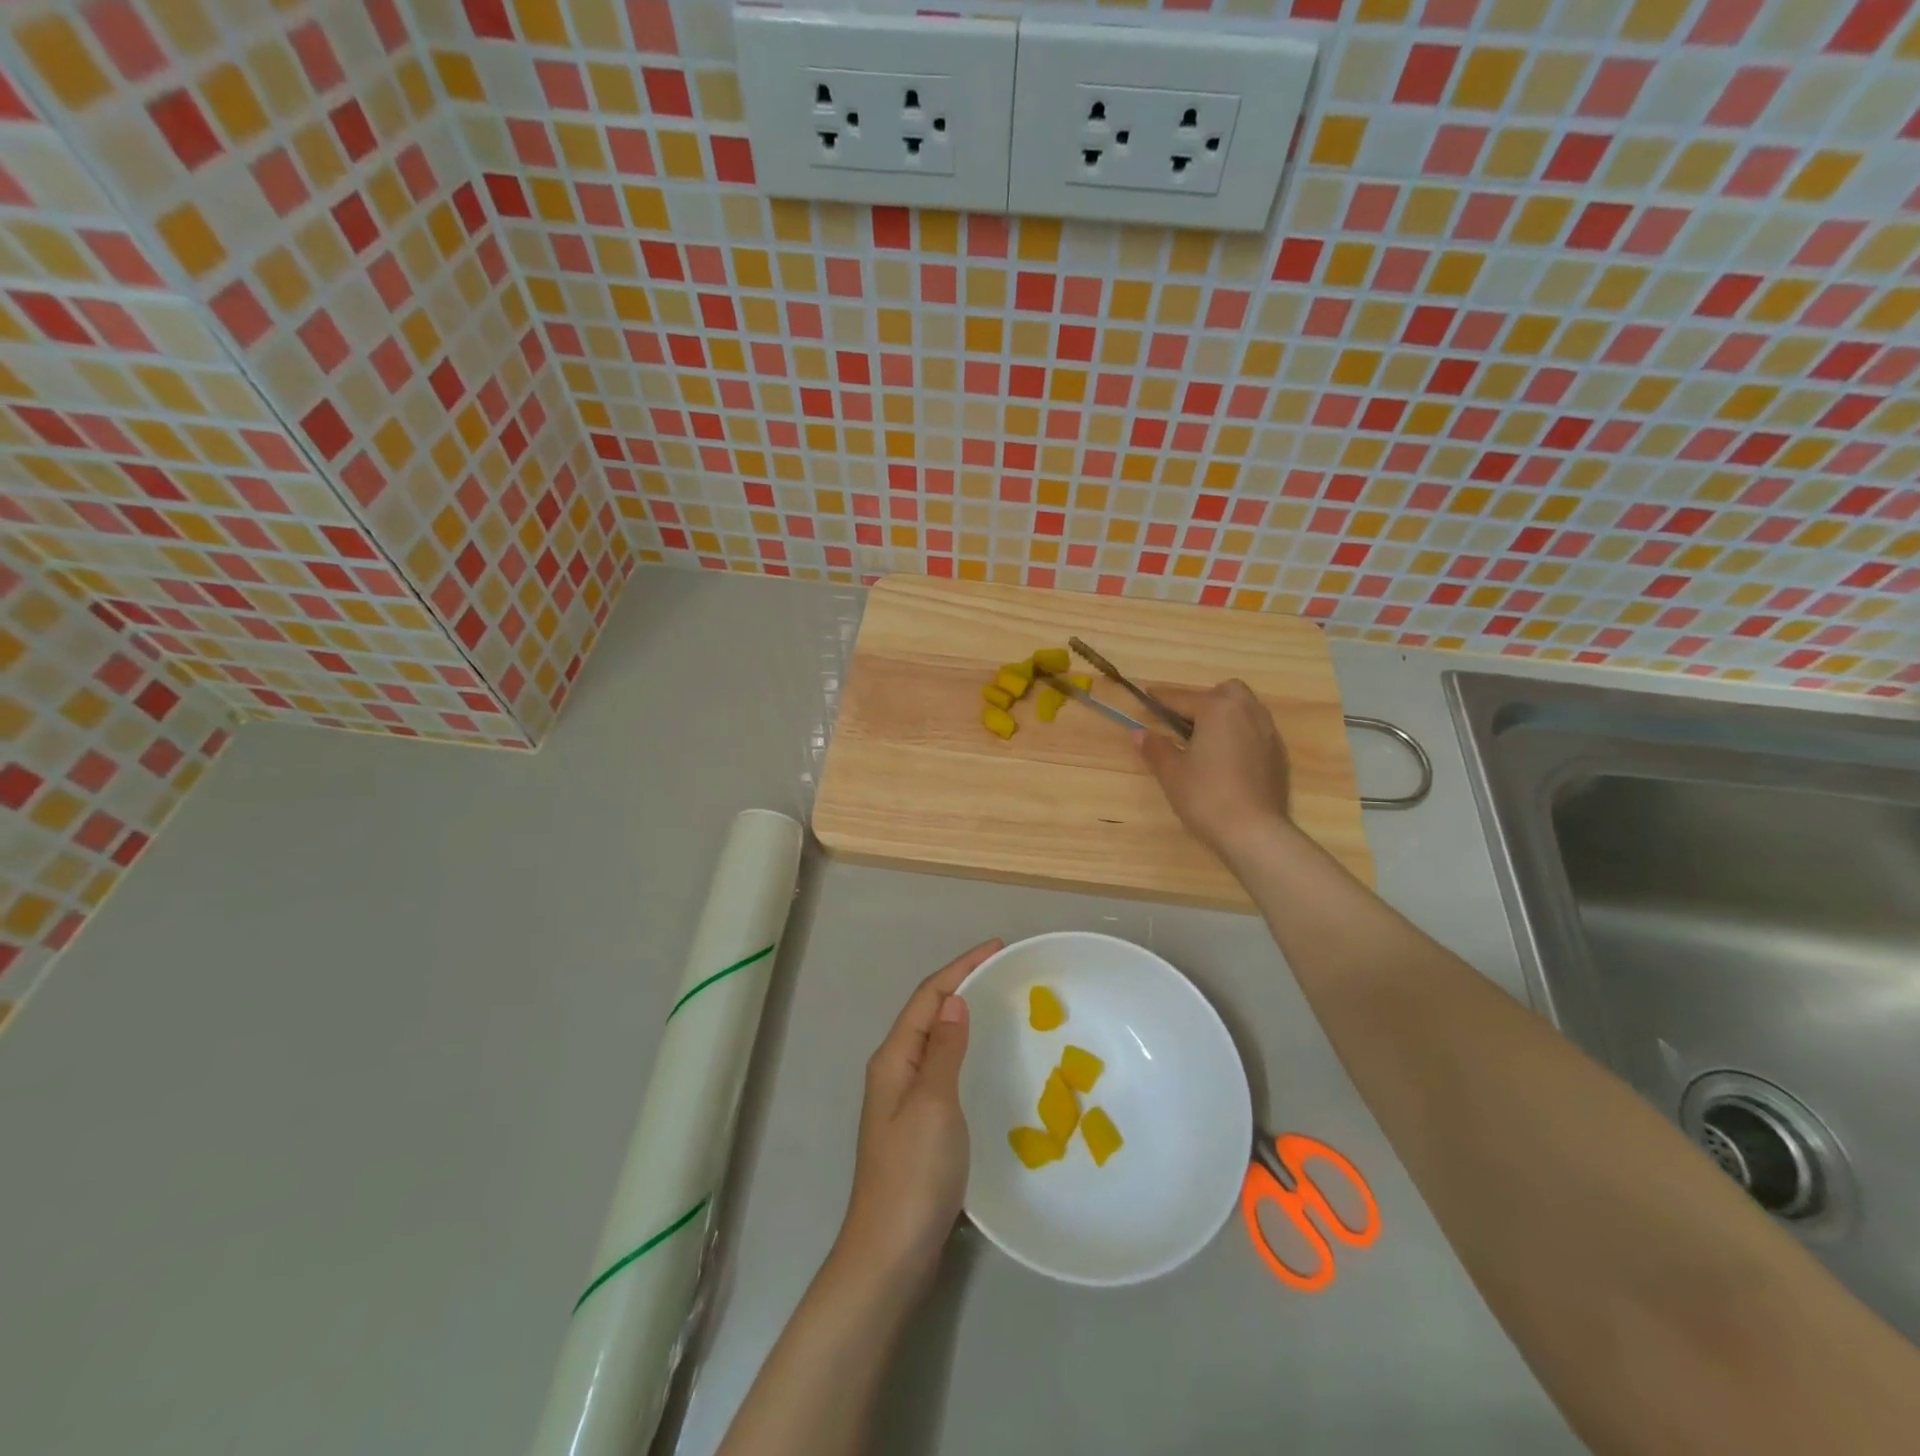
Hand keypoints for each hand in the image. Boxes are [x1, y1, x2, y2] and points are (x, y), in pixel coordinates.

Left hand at [833, 939, 1002, 1290]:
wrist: (890, 1251)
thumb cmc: (913, 1173)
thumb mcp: (934, 1104)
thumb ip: (944, 1050)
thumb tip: (954, 1000)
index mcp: (894, 1057)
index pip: (929, 996)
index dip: (961, 967)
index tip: (997, 948)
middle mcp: (895, 1069)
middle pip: (930, 1012)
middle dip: (963, 983)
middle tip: (1004, 972)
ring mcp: (904, 1098)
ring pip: (936, 1039)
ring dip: (963, 1014)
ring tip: (999, 1003)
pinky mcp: (918, 1123)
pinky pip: (942, 1067)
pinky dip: (964, 1048)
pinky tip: (984, 1058)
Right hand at [1137, 680, 1290, 859]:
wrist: (1255, 832)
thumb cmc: (1206, 796)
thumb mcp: (1171, 772)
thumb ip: (1155, 748)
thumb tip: (1138, 733)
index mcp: (1218, 709)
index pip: (1183, 698)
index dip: (1161, 700)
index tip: (1147, 697)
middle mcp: (1248, 713)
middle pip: (1225, 693)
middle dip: (1204, 700)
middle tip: (1184, 723)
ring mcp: (1269, 734)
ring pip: (1246, 710)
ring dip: (1225, 717)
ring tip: (1205, 741)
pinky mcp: (1279, 756)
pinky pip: (1256, 732)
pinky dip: (1240, 736)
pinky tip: (1227, 761)